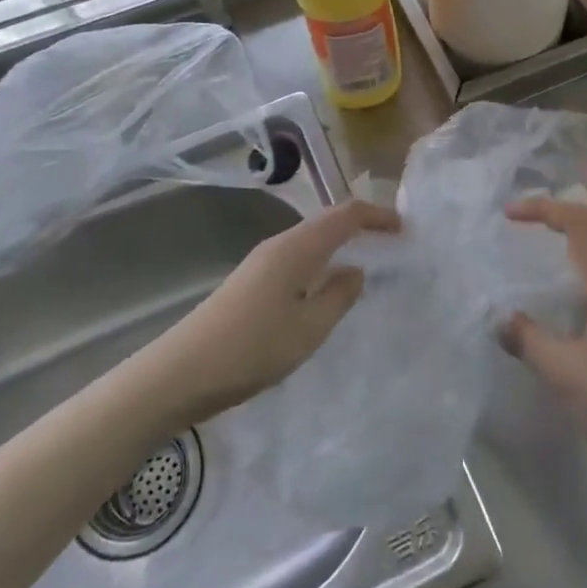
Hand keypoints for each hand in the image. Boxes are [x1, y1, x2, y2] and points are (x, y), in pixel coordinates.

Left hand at [153, 198, 400, 425]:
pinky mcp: (251, 282)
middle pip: (328, 222)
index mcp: (297, 247)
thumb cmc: (251, 348)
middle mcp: (279, 245)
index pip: (346, 215)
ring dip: (341, 246)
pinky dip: (322, 263)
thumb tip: (357, 270)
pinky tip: (326, 290)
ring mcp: (261, 263)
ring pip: (312, 242)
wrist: (180, 372)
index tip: (405, 230)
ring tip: (368, 265)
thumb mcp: (308, 328)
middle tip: (393, 246)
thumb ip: (339, 295)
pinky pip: (298, 260)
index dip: (378, 216)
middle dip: (362, 228)